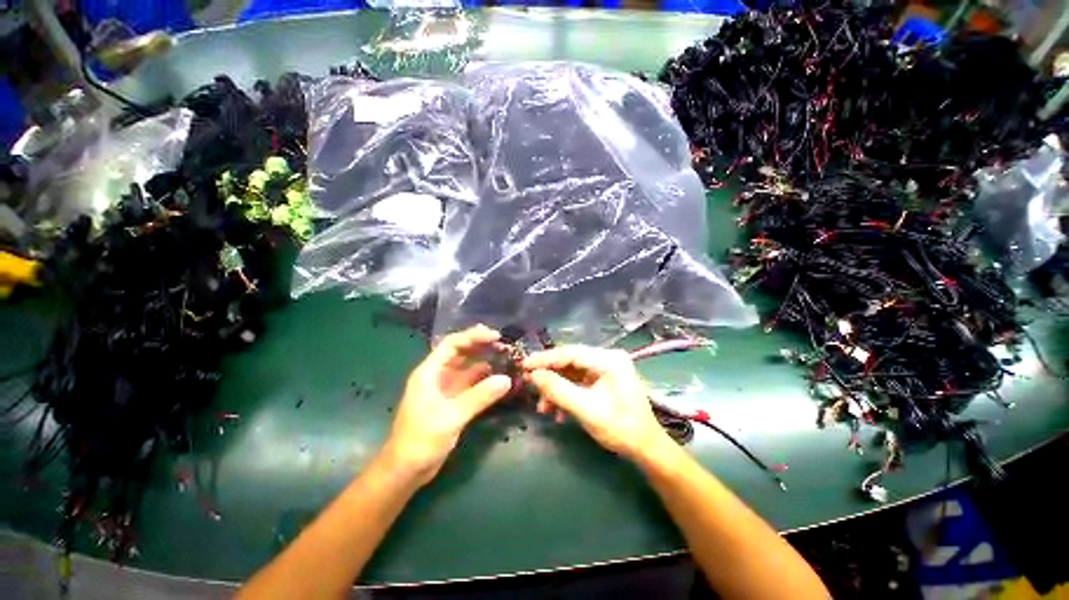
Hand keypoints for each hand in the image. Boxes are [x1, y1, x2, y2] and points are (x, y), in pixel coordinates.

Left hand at [383, 325, 511, 485]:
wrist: (406, 470)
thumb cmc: (422, 439)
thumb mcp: (451, 416)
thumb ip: (479, 396)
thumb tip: (506, 380)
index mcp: (430, 372)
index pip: (452, 344)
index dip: (474, 336)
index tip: (496, 336)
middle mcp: (437, 375)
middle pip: (460, 352)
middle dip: (480, 346)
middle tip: (503, 344)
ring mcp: (445, 389)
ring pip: (466, 367)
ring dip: (483, 361)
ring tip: (504, 357)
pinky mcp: (452, 401)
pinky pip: (470, 384)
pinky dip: (483, 379)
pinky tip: (497, 378)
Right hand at [523, 346, 670, 461]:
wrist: (646, 447)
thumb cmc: (621, 429)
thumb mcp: (586, 410)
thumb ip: (558, 391)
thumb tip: (533, 375)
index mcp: (609, 360)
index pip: (570, 353)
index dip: (545, 359)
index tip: (524, 366)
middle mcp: (607, 358)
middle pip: (570, 361)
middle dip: (549, 375)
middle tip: (528, 383)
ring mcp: (606, 367)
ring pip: (571, 372)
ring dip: (555, 388)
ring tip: (543, 408)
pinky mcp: (603, 378)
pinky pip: (578, 381)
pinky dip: (565, 393)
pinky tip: (557, 411)